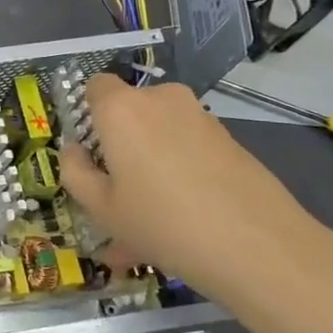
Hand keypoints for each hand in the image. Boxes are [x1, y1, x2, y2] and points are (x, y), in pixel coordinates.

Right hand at [59, 76, 332, 317]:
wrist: (258, 247)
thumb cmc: (162, 222)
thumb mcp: (101, 208)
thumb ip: (75, 172)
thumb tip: (75, 151)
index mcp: (121, 109)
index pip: (95, 86)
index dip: (88, 114)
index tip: (91, 153)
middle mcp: (161, 100)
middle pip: (130, 111)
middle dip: (121, 143)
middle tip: (119, 192)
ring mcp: (200, 117)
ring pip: (160, 133)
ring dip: (151, 163)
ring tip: (152, 218)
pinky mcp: (230, 139)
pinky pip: (189, 148)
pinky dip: (180, 172)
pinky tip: (185, 219)